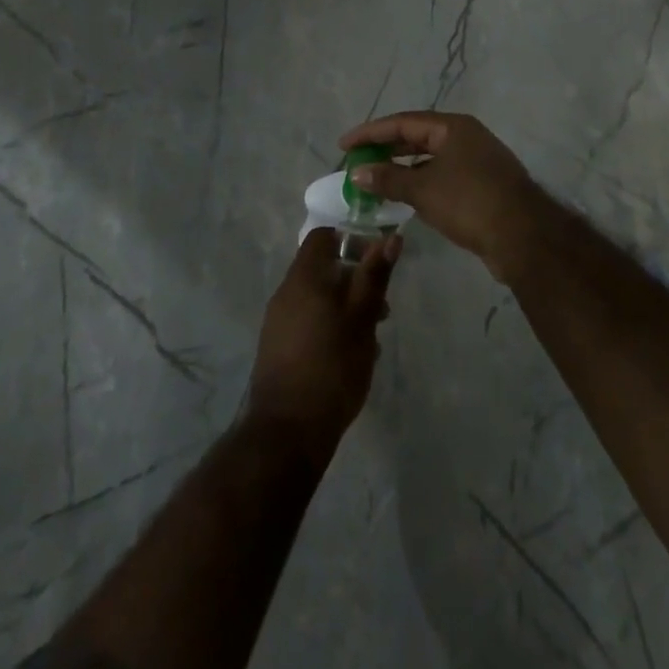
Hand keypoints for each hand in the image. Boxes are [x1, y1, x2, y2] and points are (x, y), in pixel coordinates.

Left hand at [246, 229, 399, 461]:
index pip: (323, 237)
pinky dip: (330, 327)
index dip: (352, 240)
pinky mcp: (277, 347)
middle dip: (355, 281)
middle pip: (322, 269)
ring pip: (318, 298)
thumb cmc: (332, 366)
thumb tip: (390, 236)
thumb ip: (374, 275)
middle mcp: (286, 293)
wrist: (287, 431)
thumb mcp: (362, 318)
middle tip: (382, 308)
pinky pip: (308, 322)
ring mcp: (278, 321)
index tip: (377, 261)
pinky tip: (351, 356)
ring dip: (346, 307)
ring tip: (371, 338)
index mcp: (304, 278)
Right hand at [340, 112, 549, 279]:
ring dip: (401, 168)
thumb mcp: (423, 189)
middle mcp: (465, 137)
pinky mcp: (481, 185)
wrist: (523, 236)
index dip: (370, 132)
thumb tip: (357, 172)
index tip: (344, 145)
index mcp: (453, 127)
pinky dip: (419, 183)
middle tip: (357, 162)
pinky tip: (403, 197)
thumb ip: (388, 179)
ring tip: (374, 180)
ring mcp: (476, 161)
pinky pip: (441, 176)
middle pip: (416, 137)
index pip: (402, 122)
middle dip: (385, 149)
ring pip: (429, 158)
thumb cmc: (470, 202)